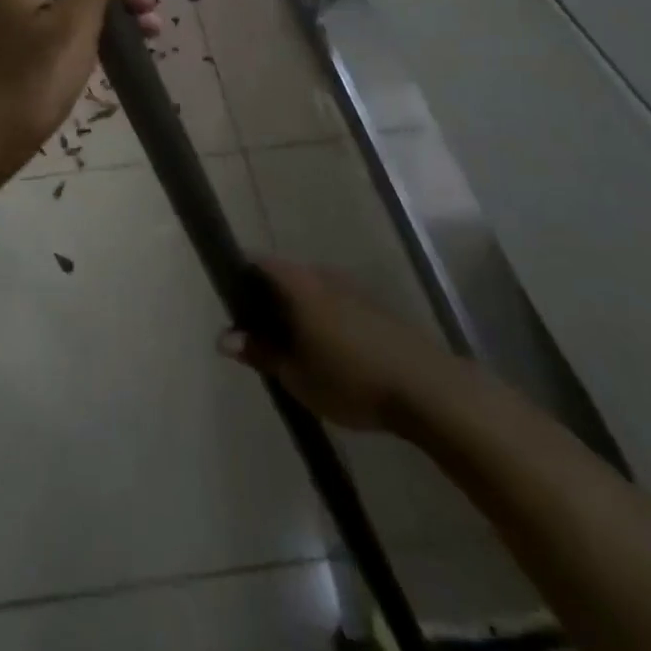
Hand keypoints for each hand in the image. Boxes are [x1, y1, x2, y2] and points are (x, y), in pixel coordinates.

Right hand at [217, 258, 462, 432]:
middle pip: (283, 276)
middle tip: (258, 335)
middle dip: (267, 300)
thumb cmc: (350, 378)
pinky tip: (327, 353)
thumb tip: (223, 338)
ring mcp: (350, 287)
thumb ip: (259, 352)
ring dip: (297, 312)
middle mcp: (320, 274)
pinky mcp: (373, 305)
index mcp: (297, 283)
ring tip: (292, 349)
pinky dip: (321, 319)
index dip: (238, 278)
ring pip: (310, 290)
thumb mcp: (296, 374)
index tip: (231, 306)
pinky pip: (333, 302)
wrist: (426, 388)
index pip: (256, 263)